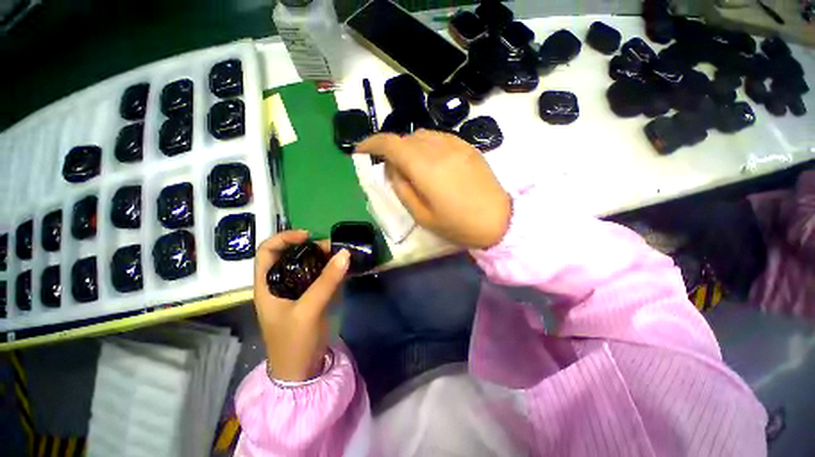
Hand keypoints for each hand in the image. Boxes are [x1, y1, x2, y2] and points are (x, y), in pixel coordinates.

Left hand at [253, 230, 349, 381]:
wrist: (301, 371)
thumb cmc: (294, 342)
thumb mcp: (308, 310)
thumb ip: (326, 281)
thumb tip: (344, 253)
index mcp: (267, 285)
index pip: (267, 251)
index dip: (284, 239)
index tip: (308, 236)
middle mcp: (279, 284)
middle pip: (291, 256)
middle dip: (310, 248)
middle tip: (331, 248)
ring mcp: (296, 291)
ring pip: (307, 266)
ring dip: (323, 258)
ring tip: (340, 257)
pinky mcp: (310, 298)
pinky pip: (319, 277)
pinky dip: (330, 270)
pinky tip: (342, 269)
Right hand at [356, 130, 510, 248]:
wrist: (499, 220)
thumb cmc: (457, 224)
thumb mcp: (421, 215)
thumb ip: (401, 188)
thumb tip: (391, 168)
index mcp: (424, 167)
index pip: (390, 143)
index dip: (371, 143)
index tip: (360, 151)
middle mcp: (438, 148)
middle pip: (405, 138)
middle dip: (391, 149)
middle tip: (390, 168)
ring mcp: (456, 144)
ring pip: (422, 135)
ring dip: (410, 147)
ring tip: (412, 167)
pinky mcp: (468, 146)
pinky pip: (439, 138)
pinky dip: (427, 146)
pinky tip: (431, 162)